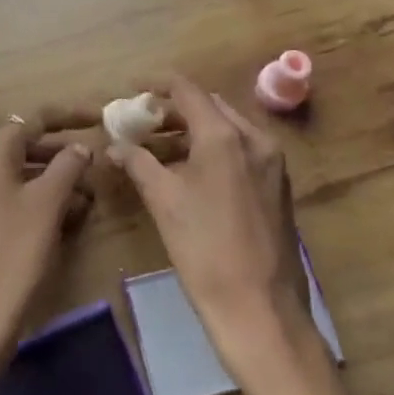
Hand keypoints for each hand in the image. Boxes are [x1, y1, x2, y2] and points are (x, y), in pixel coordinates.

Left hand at [0, 113, 93, 394]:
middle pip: (23, 146)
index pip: (32, 120)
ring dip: (52, 179)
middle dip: (61, 153)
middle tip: (94, 163)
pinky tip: (63, 220)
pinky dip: (36, 200)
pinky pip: (8, 199)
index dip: (67, 116)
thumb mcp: (48, 204)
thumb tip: (78, 147)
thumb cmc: (14, 253)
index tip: (97, 117)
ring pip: (18, 175)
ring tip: (88, 197)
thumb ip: (67, 166)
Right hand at [111, 75, 314, 387]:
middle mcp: (254, 139)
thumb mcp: (164, 201)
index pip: (188, 90)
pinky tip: (192, 172)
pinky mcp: (278, 186)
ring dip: (194, 131)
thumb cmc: (205, 250)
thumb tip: (114, 145)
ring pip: (227, 129)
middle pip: (210, 106)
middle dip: (175, 110)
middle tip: (142, 122)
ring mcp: (272, 163)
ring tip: (160, 148)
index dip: (157, 84)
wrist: (261, 310)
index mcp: (225, 135)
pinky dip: (214, 150)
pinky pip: (242, 151)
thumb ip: (138, 163)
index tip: (133, 89)